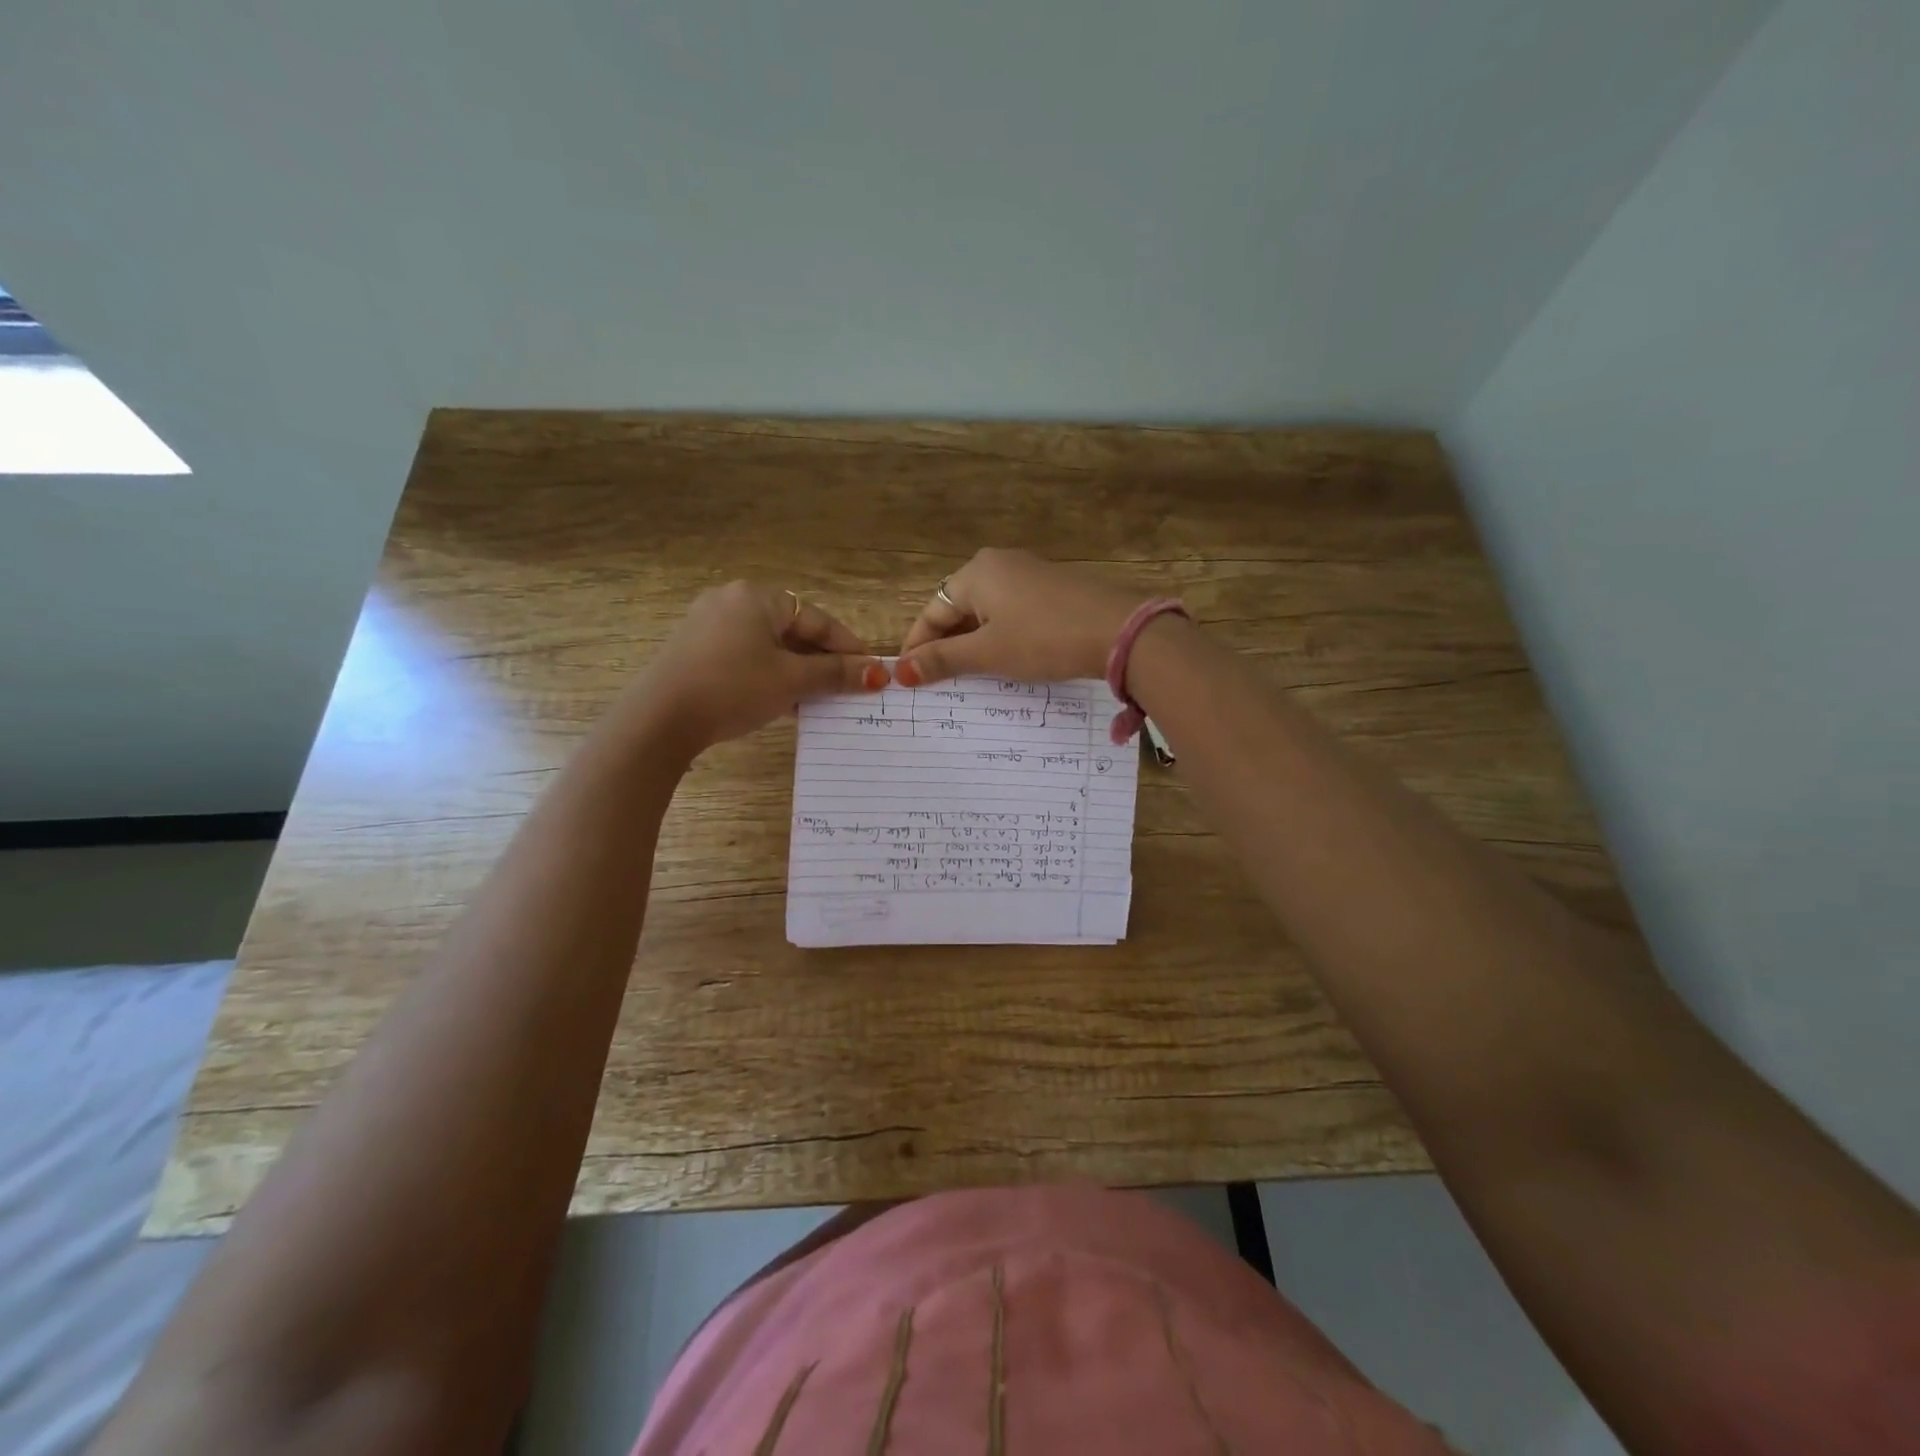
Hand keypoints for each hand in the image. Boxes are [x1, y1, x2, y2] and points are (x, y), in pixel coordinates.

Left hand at [635, 581, 887, 751]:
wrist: (660, 718)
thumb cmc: (733, 688)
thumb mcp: (792, 681)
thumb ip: (836, 674)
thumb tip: (878, 674)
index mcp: (758, 597)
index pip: (818, 620)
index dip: (849, 648)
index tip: (872, 672)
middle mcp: (732, 601)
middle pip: (793, 631)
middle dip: (823, 662)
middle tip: (848, 688)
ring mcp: (709, 625)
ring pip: (770, 646)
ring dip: (798, 672)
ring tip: (821, 700)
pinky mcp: (695, 650)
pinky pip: (746, 657)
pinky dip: (770, 675)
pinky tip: (784, 703)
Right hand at [896, 548, 1139, 684]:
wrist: (1120, 631)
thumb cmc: (1044, 640)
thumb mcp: (989, 653)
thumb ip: (944, 660)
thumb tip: (900, 671)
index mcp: (976, 573)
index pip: (932, 611)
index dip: (917, 645)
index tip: (907, 677)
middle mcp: (999, 564)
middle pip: (958, 608)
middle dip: (946, 644)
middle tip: (937, 681)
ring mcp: (1030, 574)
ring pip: (987, 612)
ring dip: (973, 643)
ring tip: (968, 677)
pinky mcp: (1053, 589)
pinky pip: (1012, 612)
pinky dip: (1000, 636)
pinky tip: (1005, 660)